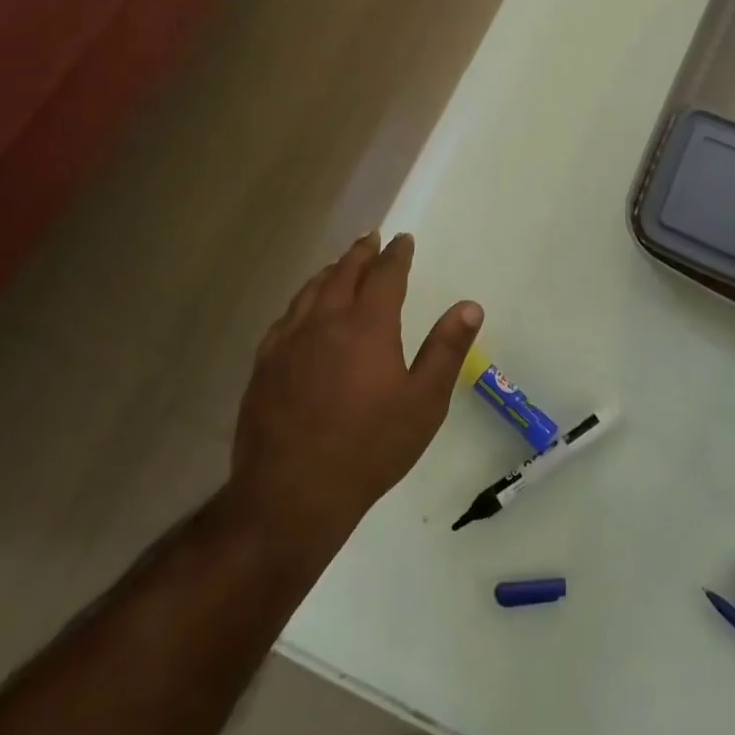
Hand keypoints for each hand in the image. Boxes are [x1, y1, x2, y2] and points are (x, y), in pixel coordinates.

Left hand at [215, 232, 482, 569]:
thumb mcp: (423, 403)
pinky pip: (286, 318)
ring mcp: (289, 342)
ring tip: (340, 264)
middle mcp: (326, 322)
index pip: (385, 275)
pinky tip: (303, 310)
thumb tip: (470, 306)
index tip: (403, 240)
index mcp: (367, 326)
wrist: (290, 496)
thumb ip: (447, 350)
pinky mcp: (265, 366)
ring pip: (311, 291)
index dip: (396, 254)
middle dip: (361, 253)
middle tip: (371, 237)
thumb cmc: (368, 449)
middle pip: (344, 273)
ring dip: (330, 271)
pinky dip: (302, 301)